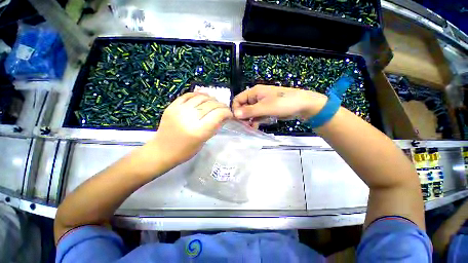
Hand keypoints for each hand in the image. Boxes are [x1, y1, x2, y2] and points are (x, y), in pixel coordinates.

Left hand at [144, 93, 232, 168]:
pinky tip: (203, 98)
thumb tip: (224, 116)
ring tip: (215, 103)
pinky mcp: (171, 106)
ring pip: (201, 97)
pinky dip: (198, 95)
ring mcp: (179, 110)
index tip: (229, 114)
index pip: (218, 114)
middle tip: (224, 108)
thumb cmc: (185, 151)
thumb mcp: (204, 141)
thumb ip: (215, 127)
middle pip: (210, 104)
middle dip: (221, 105)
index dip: (227, 112)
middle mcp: (189, 118)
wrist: (162, 150)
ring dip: (211, 99)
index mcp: (198, 131)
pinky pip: (188, 95)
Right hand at [232, 85, 326, 126]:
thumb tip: (235, 114)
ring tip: (251, 128)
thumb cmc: (284, 103)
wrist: (303, 106)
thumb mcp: (265, 107)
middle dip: (243, 117)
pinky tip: (256, 127)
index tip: (238, 120)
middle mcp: (256, 97)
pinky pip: (257, 116)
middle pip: (243, 107)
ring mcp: (261, 104)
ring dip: (249, 120)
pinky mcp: (266, 110)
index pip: (238, 100)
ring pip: (250, 113)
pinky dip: (256, 121)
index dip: (236, 109)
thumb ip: (249, 111)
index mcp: (254, 92)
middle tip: (245, 126)